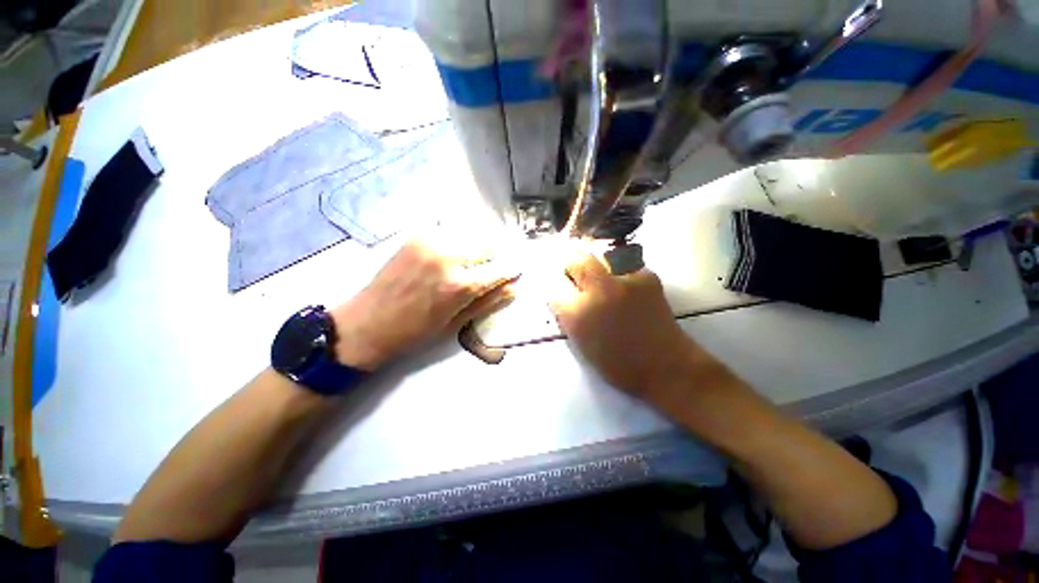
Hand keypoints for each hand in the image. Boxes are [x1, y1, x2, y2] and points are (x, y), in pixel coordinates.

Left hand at [331, 240, 516, 370]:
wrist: (367, 322)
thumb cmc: (415, 331)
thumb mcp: (456, 323)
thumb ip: (488, 301)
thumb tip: (513, 287)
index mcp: (460, 285)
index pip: (501, 269)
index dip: (513, 269)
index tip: (518, 269)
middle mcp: (449, 256)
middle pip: (489, 243)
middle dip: (498, 253)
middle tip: (497, 263)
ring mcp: (431, 241)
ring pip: (471, 234)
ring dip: (479, 245)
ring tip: (475, 259)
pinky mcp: (417, 235)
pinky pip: (449, 231)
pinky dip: (459, 239)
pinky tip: (453, 252)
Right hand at [549, 252, 720, 403]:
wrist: (665, 366)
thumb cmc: (618, 363)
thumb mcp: (581, 342)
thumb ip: (568, 315)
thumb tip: (564, 295)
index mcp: (577, 314)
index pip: (554, 286)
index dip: (559, 289)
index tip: (564, 291)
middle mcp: (597, 291)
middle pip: (575, 260)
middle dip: (574, 267)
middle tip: (580, 278)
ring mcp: (624, 281)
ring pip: (601, 256)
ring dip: (598, 267)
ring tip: (606, 283)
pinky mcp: (646, 276)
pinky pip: (625, 266)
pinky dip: (622, 275)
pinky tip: (629, 291)